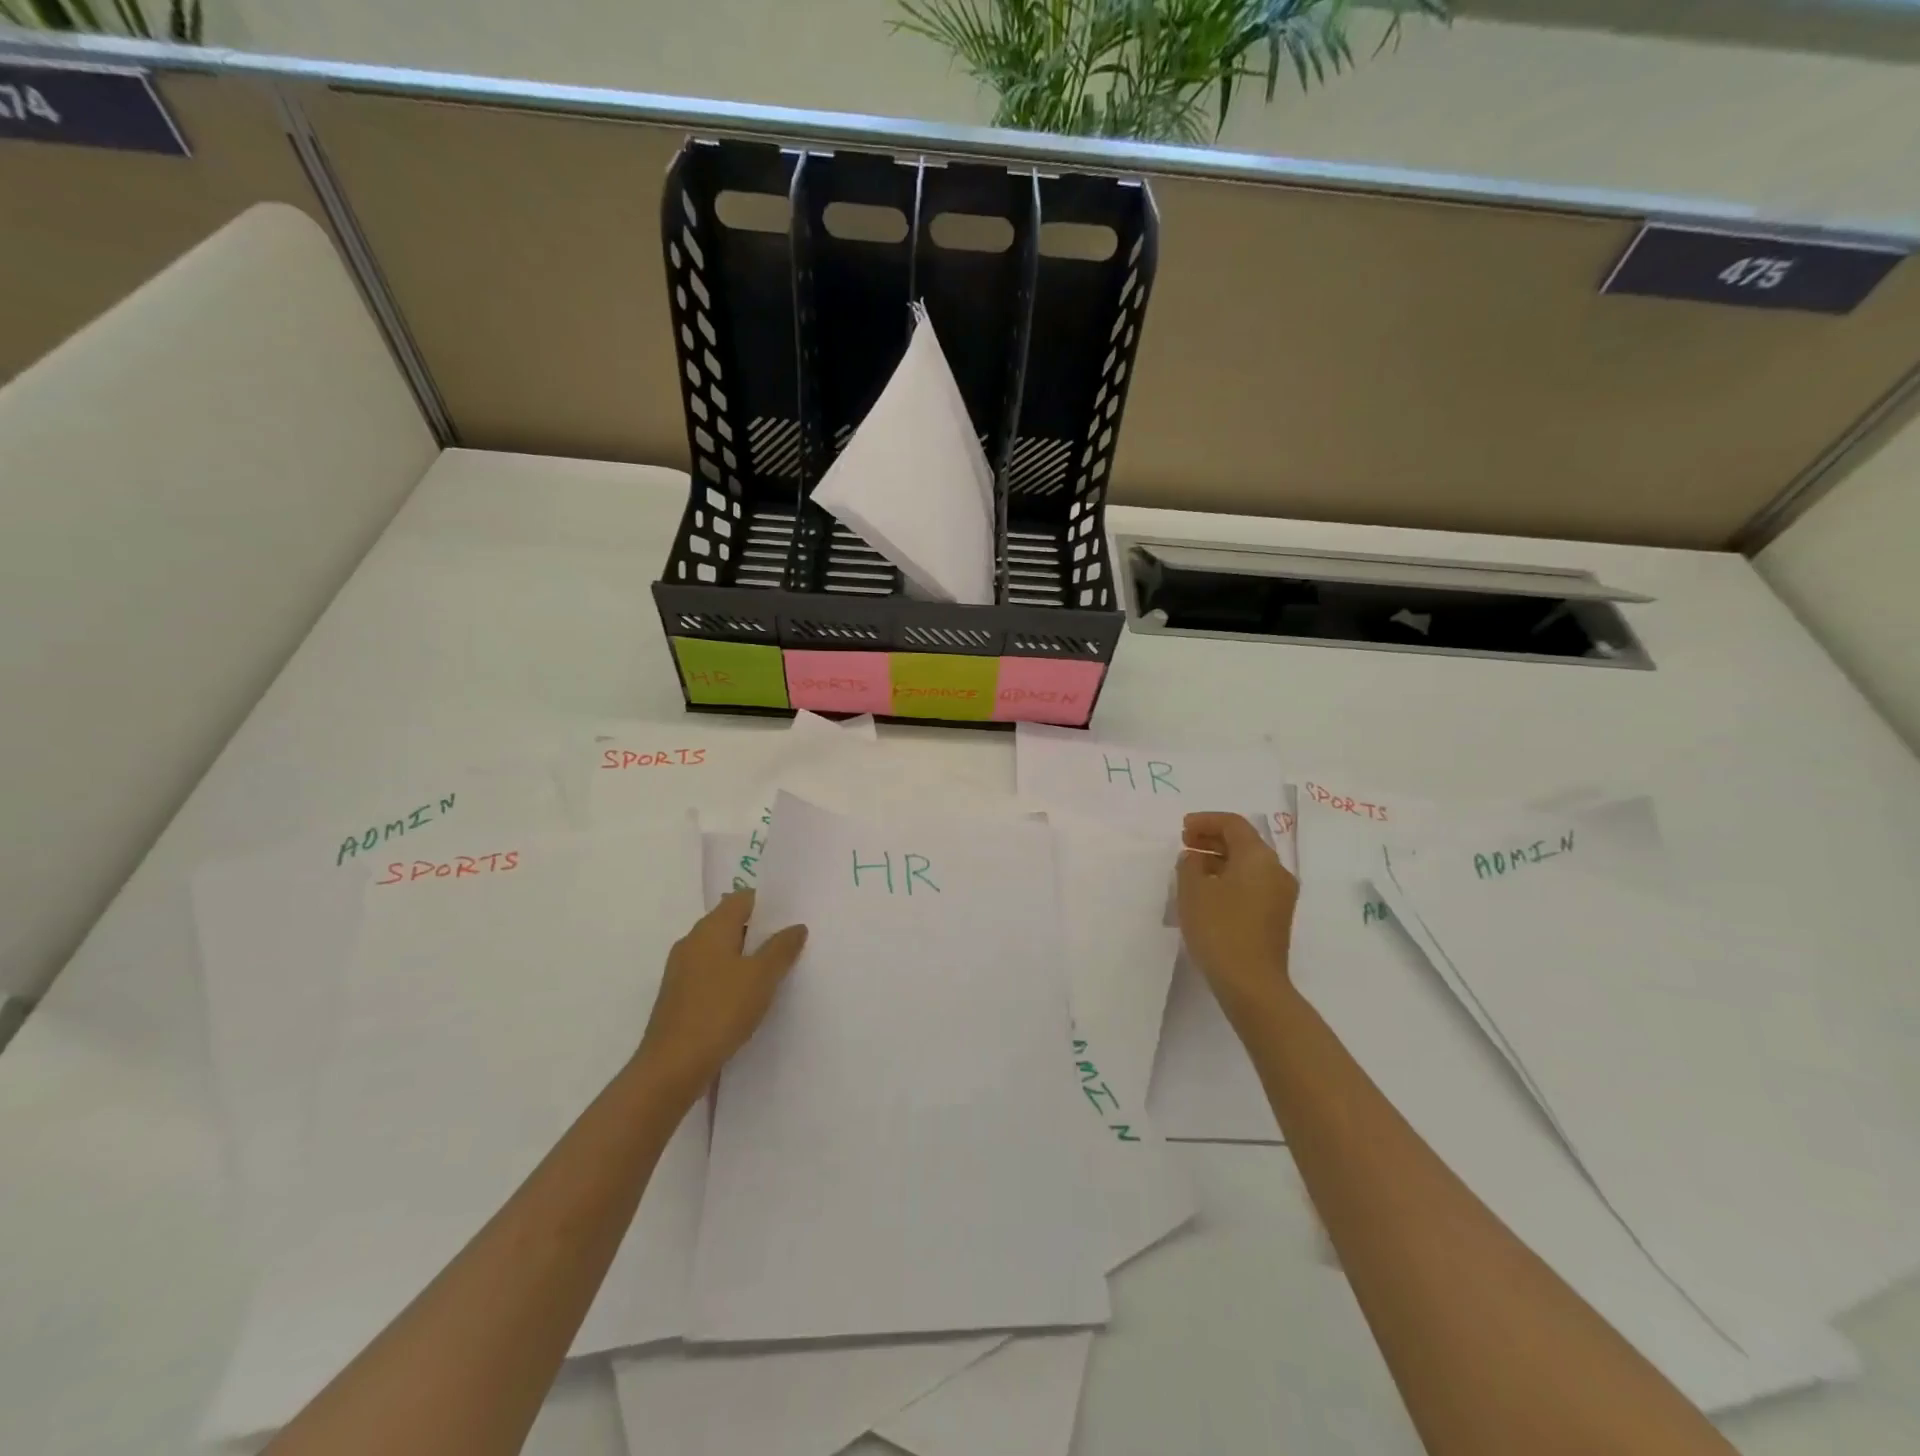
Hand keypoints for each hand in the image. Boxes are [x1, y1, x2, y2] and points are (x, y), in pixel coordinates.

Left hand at [634, 890, 807, 1102]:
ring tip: (776, 969)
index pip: (743, 898)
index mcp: (711, 928)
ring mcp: (682, 969)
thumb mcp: (761, 977)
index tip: (793, 914)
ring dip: (746, 955)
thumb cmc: (720, 1011)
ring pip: (721, 949)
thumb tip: (796, 926)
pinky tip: (749, 995)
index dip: (769, 903)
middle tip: (791, 941)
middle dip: (760, 930)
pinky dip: (731, 975)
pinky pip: (711, 972)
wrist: (671, 1067)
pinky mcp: (679, 995)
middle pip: (731, 922)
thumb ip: (781, 948)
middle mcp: (692, 941)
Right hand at [1176, 812, 1298, 1022]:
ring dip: (1219, 859)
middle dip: (1212, 838)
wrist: (1252, 984)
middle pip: (1244, 843)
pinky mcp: (1275, 917)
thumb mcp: (1193, 890)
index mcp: (1259, 857)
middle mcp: (1276, 871)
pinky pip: (1251, 884)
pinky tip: (1206, 891)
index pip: (1233, 824)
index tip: (1182, 828)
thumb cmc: (1220, 929)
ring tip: (1190, 867)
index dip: (1206, 821)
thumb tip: (1194, 858)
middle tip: (1184, 843)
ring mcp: (1280, 896)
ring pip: (1247, 865)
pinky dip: (1228, 878)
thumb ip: (1189, 864)